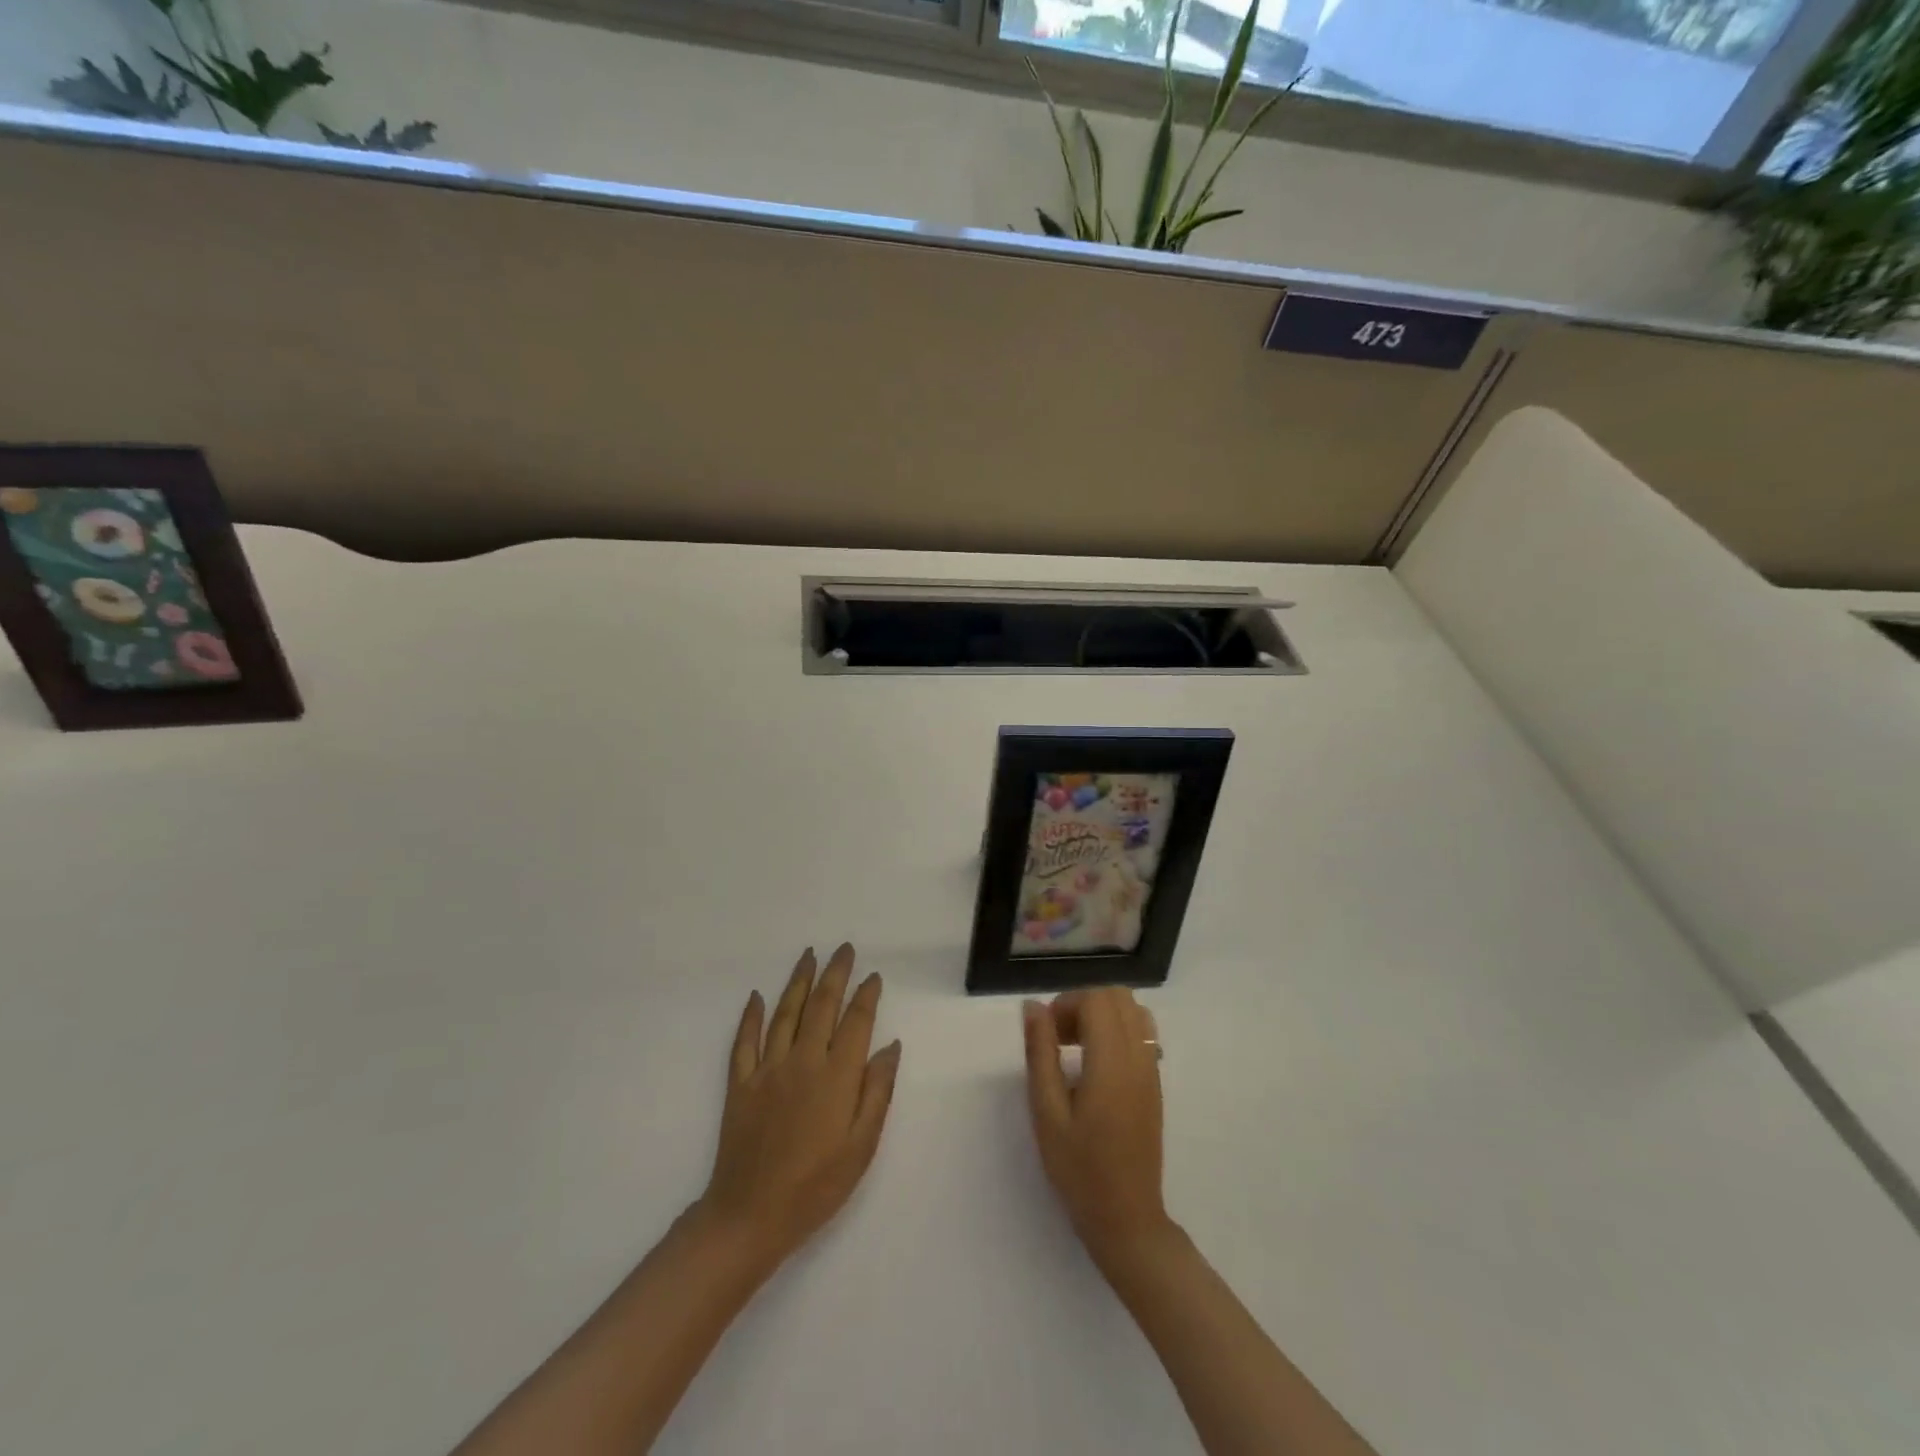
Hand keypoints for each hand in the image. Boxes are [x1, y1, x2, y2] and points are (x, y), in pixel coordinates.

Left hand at [695, 945, 901, 1271]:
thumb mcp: (862, 1146)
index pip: (855, 1022)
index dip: (866, 996)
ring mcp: (767, 1069)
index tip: (873, 976)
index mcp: (836, 1076)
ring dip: (798, 981)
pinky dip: (751, 1015)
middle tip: (843, 949)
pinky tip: (757, 996)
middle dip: (835, 974)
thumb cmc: (817, 1185)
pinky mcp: (740, 1083)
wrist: (751, 1216)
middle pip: (821, 1006)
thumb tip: (890, 1046)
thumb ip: (877, 1091)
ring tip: (808, 955)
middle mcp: (802, 1061)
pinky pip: (744, 1041)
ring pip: (785, 1013)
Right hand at [1022, 988, 1171, 1268]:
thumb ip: (1040, 1053)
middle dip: (1083, 1004)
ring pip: (1133, 1010)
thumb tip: (1033, 1006)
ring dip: (1102, 1014)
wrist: (1127, 1219)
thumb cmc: (1079, 1169)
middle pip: (1117, 997)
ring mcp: (1152, 1069)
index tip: (1046, 1034)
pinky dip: (1118, 1030)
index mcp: (1112, 1062)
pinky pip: (1142, 1033)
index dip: (1066, 1004)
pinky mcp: (1155, 1083)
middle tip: (1058, 1038)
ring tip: (1077, 1046)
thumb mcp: (1046, 1112)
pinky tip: (1097, 1064)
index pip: (1096, 1000)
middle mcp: (1139, 1057)